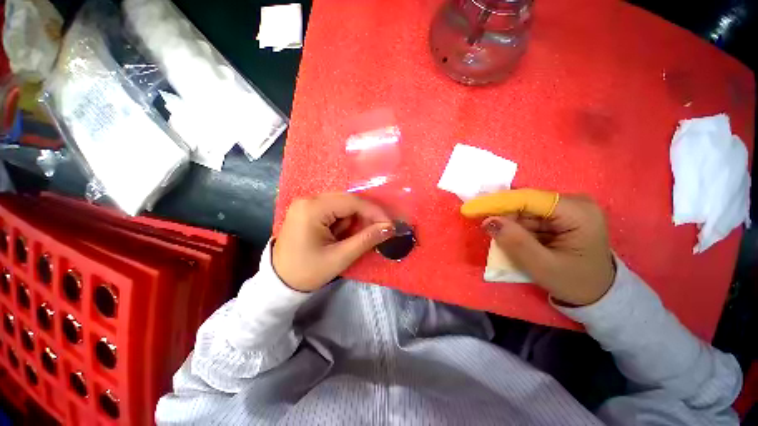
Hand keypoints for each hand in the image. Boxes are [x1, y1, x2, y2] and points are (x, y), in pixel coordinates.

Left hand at [273, 193, 394, 291]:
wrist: (278, 282)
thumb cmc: (307, 272)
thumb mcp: (339, 257)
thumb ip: (366, 239)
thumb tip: (389, 228)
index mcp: (312, 208)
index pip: (352, 202)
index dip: (374, 212)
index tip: (389, 225)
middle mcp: (309, 199)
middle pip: (347, 201)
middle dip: (364, 217)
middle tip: (378, 232)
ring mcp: (307, 204)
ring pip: (342, 206)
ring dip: (354, 221)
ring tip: (355, 238)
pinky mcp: (308, 211)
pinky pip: (334, 211)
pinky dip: (344, 222)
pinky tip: (343, 235)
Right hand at [482, 194, 615, 305]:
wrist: (597, 293)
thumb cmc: (575, 282)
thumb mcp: (542, 266)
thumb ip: (515, 242)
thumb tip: (488, 221)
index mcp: (578, 213)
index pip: (529, 199)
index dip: (497, 202)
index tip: (470, 209)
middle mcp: (575, 202)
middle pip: (526, 202)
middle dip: (503, 215)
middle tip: (485, 229)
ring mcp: (569, 207)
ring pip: (526, 209)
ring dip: (509, 222)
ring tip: (501, 239)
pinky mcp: (562, 214)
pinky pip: (530, 215)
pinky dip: (517, 226)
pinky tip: (513, 238)